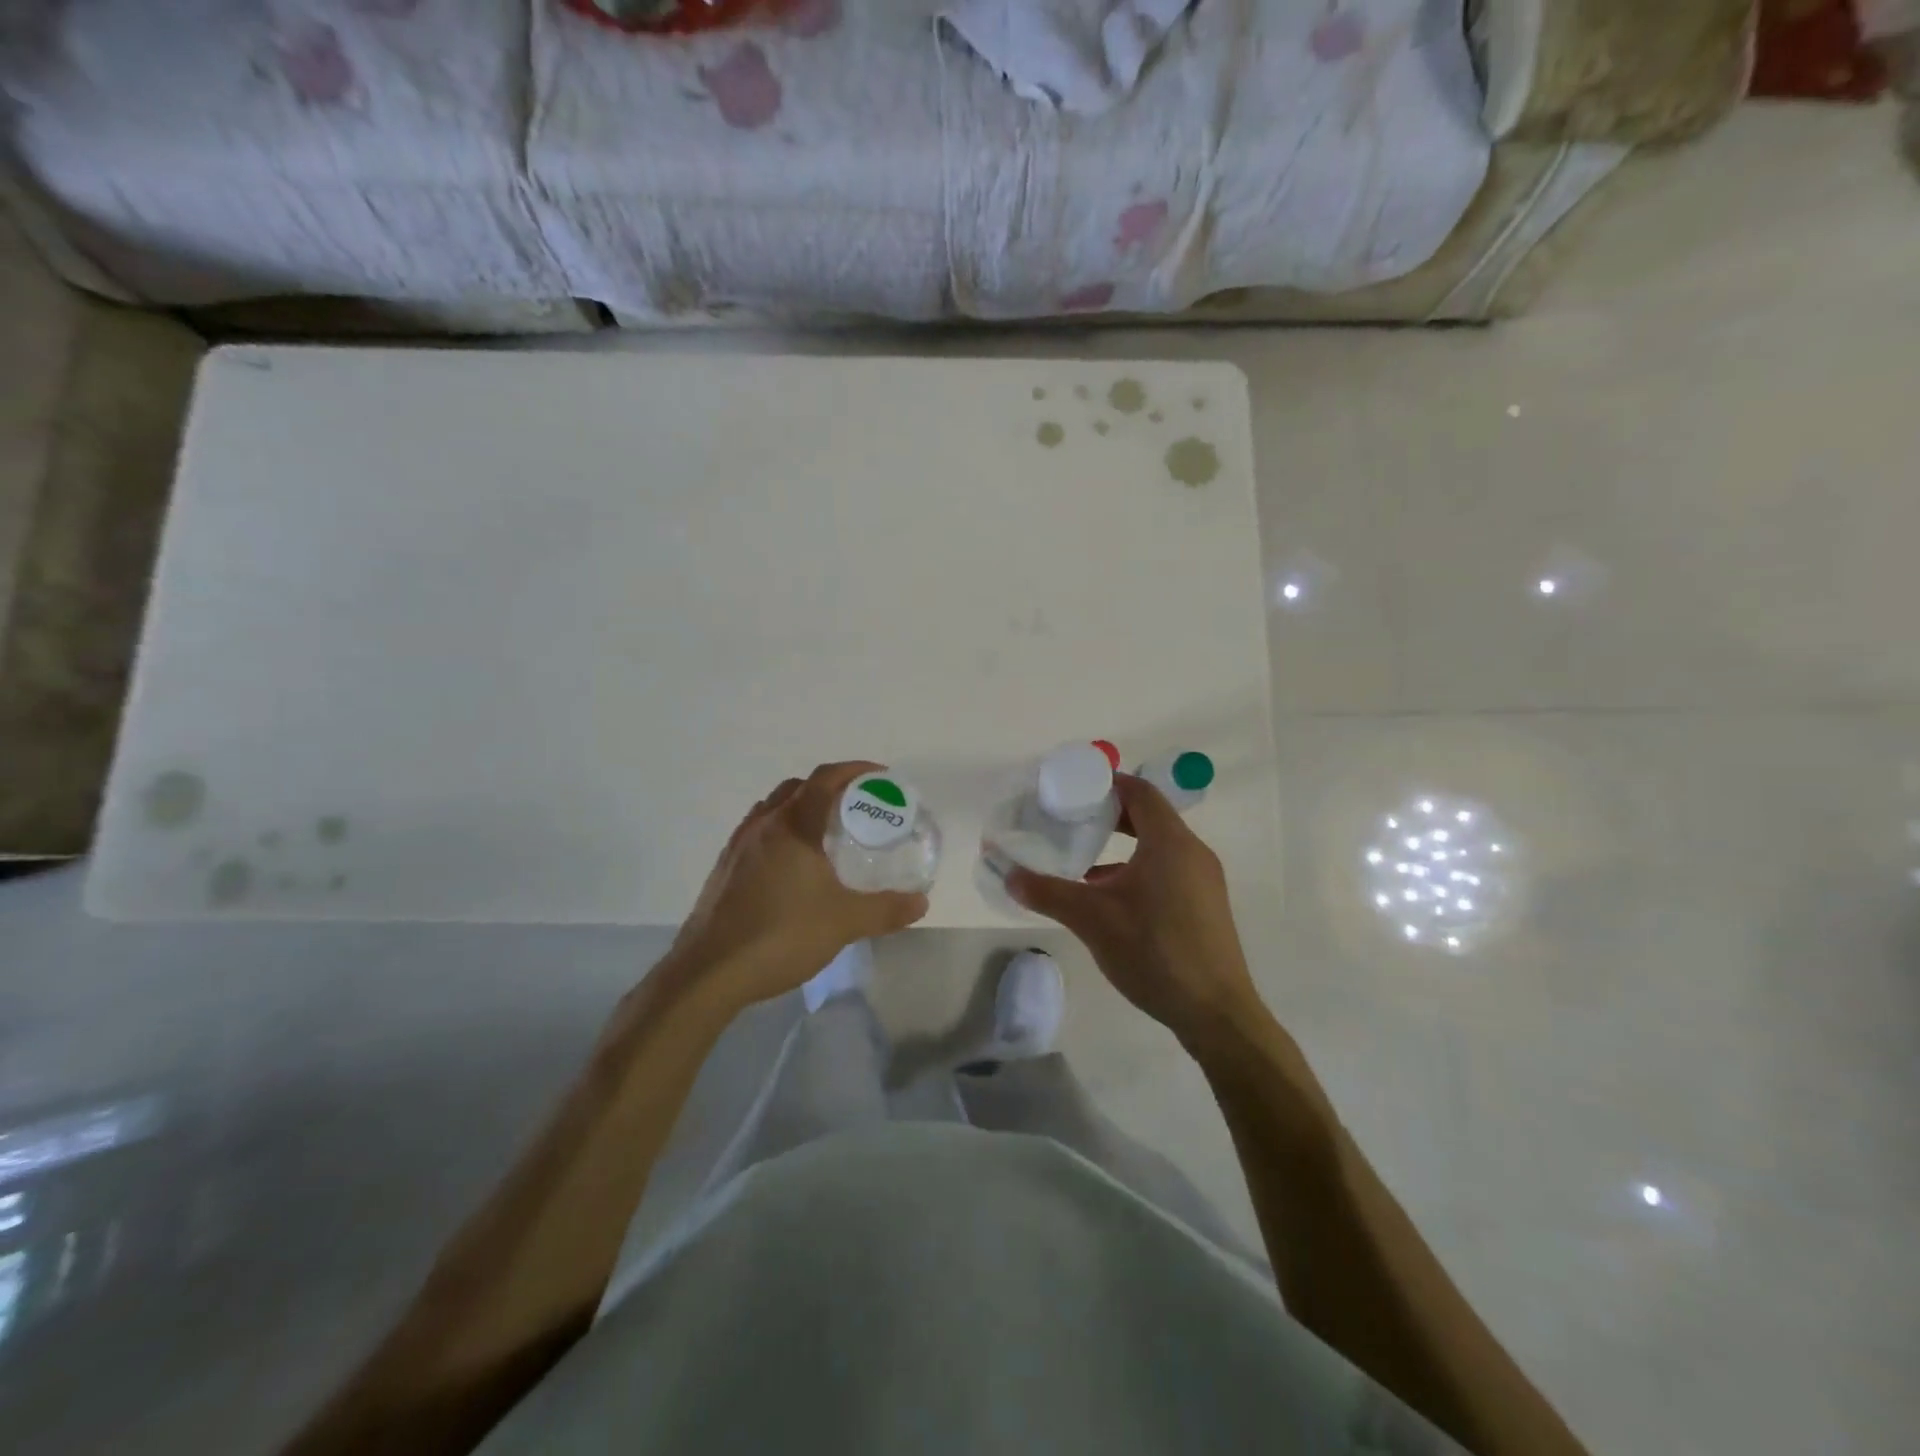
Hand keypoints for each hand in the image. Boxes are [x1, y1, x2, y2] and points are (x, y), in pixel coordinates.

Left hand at [667, 761, 928, 1009]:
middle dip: (830, 788)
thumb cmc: (780, 935)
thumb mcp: (844, 922)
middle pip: (798, 788)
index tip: (881, 777)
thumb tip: (921, 903)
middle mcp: (763, 825)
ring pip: (774, 809)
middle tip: (856, 808)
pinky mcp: (724, 868)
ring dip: (802, 809)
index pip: (826, 778)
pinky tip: (793, 867)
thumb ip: (885, 910)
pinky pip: (758, 833)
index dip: (855, 770)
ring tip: (826, 835)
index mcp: (793, 825)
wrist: (708, 973)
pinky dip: (781, 833)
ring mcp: (738, 845)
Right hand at [1006, 773, 1262, 1046]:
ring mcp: (1203, 880)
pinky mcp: (1205, 906)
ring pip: (1159, 846)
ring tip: (1083, 858)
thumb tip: (1010, 877)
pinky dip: (1138, 869)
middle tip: (1072, 819)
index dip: (1108, 783)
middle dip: (1111, 814)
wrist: (1215, 1013)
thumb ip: (1049, 893)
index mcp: (1170, 842)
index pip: (1140, 792)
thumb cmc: (1154, 951)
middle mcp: (1192, 852)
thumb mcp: (1093, 920)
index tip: (1074, 788)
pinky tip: (1109, 898)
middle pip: (1150, 816)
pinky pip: (1168, 869)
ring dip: (1123, 845)